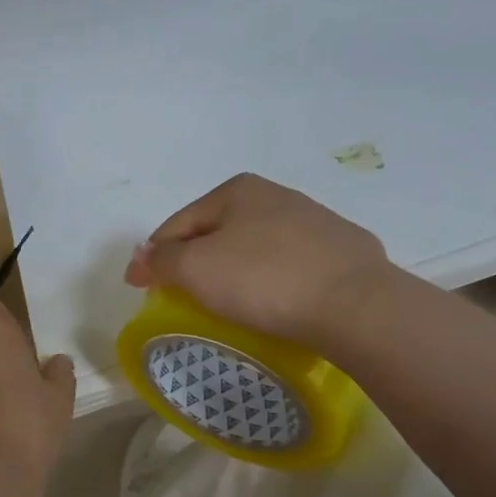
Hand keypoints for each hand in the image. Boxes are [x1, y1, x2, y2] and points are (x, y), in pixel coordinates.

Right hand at [124, 174, 392, 344]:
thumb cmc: (263, 279)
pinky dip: (269, 282)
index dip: (154, 257)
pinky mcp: (341, 252)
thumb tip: (140, 258)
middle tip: (183, 299)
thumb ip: (159, 260)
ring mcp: (314, 222)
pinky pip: (287, 267)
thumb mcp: (194, 268)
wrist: (355, 305)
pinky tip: (273, 305)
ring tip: (228, 307)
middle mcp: (276, 195)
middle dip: (194, 263)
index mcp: (236, 190)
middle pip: (215, 234)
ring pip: (253, 249)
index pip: (177, 224)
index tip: (143, 289)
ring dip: (232, 272)